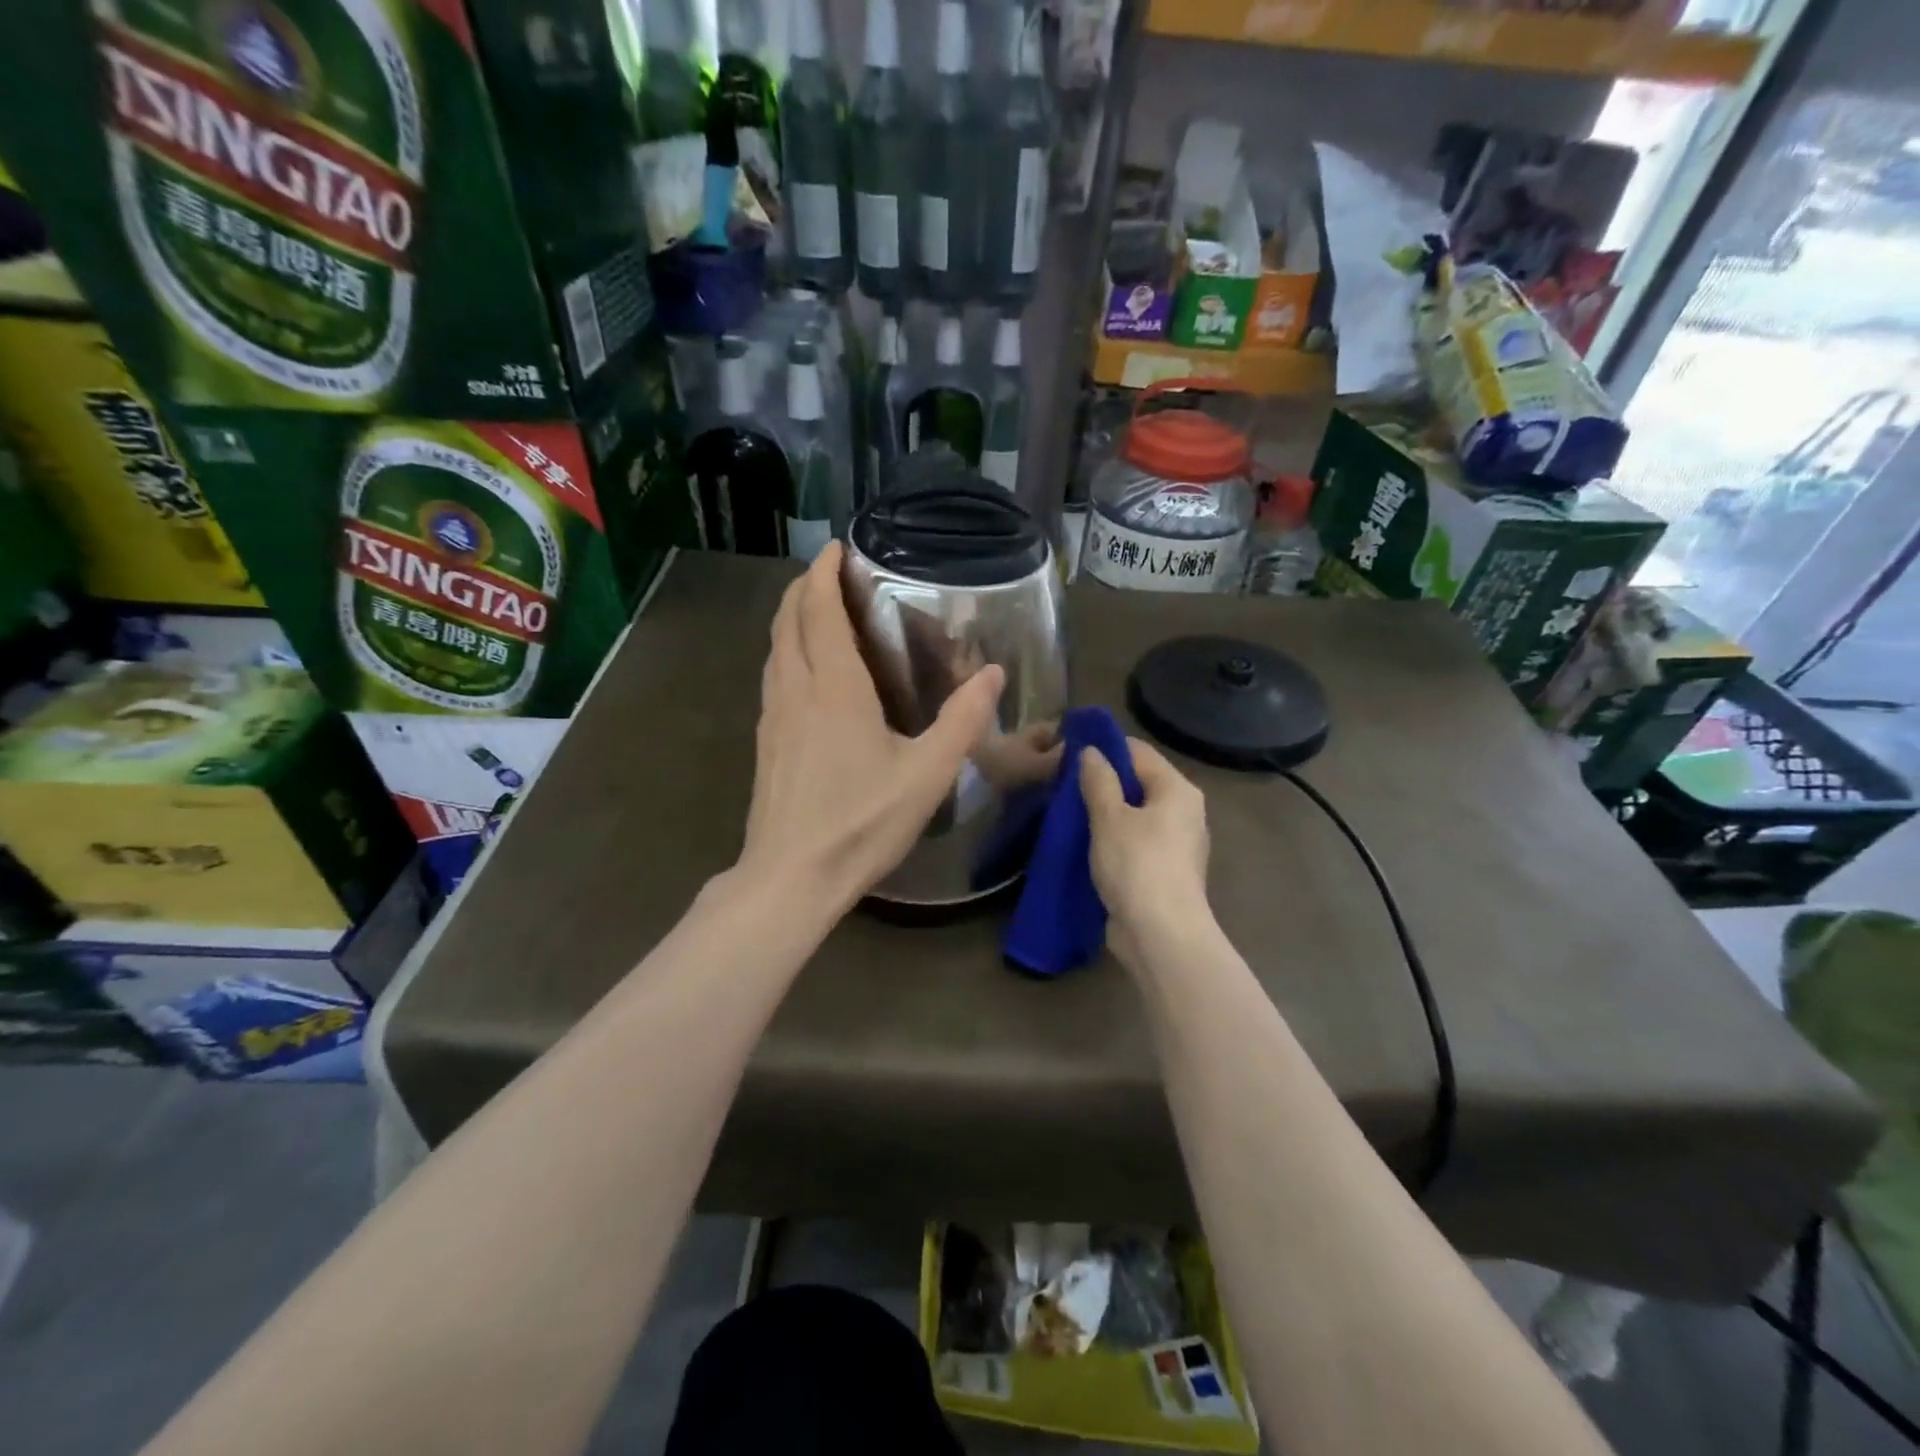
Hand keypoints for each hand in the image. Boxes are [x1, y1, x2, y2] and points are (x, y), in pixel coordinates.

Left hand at [739, 543, 1004, 914]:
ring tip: (819, 609)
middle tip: (832, 572)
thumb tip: (993, 673)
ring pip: (774, 647)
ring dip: (791, 617)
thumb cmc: (862, 822)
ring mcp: (772, 715)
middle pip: (788, 619)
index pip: (818, 609)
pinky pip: (773, 675)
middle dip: (805, 586)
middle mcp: (795, 688)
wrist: (791, 876)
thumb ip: (962, 720)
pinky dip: (787, 650)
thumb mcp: (927, 774)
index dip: (824, 572)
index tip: (838, 547)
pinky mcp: (765, 741)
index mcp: (833, 686)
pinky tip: (808, 670)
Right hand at [1080, 738, 1210, 967]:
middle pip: (1137, 782)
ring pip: (1134, 814)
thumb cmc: (1137, 866)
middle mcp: (1183, 811)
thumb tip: (1091, 751)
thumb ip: (1098, 780)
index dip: (1103, 748)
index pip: (1137, 751)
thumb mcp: (1110, 817)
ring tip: (1067, 810)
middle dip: (1101, 781)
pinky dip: (1111, 838)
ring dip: (1103, 812)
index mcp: (1177, 790)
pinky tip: (1083, 841)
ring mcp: (1175, 843)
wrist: (1161, 936)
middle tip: (1062, 783)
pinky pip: (1134, 841)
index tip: (1068, 752)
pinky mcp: (1163, 870)